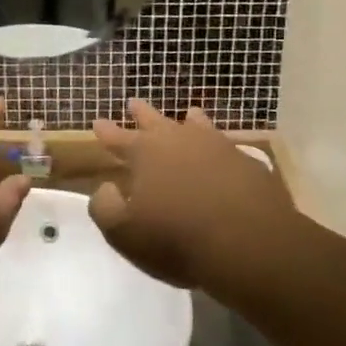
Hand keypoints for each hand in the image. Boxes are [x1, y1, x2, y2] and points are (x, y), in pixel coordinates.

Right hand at [90, 100, 297, 290]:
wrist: (248, 243)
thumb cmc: (177, 238)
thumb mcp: (125, 232)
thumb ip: (105, 207)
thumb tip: (106, 187)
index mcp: (144, 153)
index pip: (118, 137)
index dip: (106, 131)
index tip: (97, 120)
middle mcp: (177, 140)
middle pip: (154, 120)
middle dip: (141, 113)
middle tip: (133, 102)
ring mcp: (214, 146)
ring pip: (195, 124)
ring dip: (187, 120)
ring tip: (187, 114)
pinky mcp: (244, 161)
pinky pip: (225, 145)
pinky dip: (217, 144)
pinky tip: (222, 149)